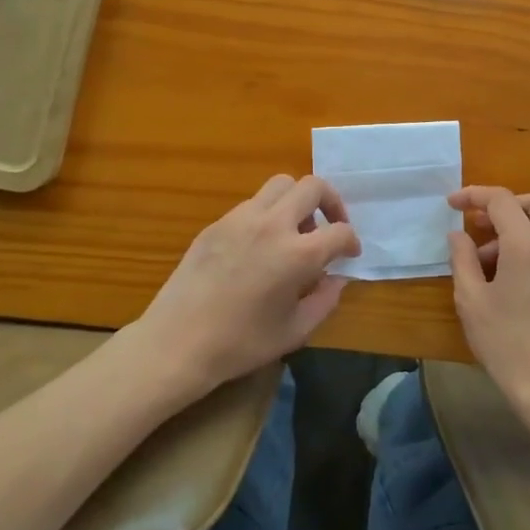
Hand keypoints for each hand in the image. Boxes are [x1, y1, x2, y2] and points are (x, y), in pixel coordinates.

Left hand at [131, 175, 360, 403]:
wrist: (177, 342)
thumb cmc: (240, 344)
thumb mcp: (295, 331)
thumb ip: (325, 300)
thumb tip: (336, 278)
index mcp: (298, 254)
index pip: (340, 231)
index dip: (351, 241)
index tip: (350, 254)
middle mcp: (272, 224)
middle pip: (312, 186)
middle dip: (331, 202)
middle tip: (329, 226)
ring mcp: (241, 218)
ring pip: (280, 185)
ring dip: (297, 201)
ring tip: (294, 232)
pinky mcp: (217, 223)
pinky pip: (252, 204)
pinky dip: (267, 214)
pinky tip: (260, 246)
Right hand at [446, 187, 529, 416]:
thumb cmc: (506, 343)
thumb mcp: (471, 300)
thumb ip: (462, 259)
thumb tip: (458, 234)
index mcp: (528, 246)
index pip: (502, 200)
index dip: (474, 195)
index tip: (451, 204)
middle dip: (504, 204)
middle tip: (478, 225)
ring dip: (515, 229)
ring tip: (484, 262)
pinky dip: (529, 248)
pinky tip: (506, 279)